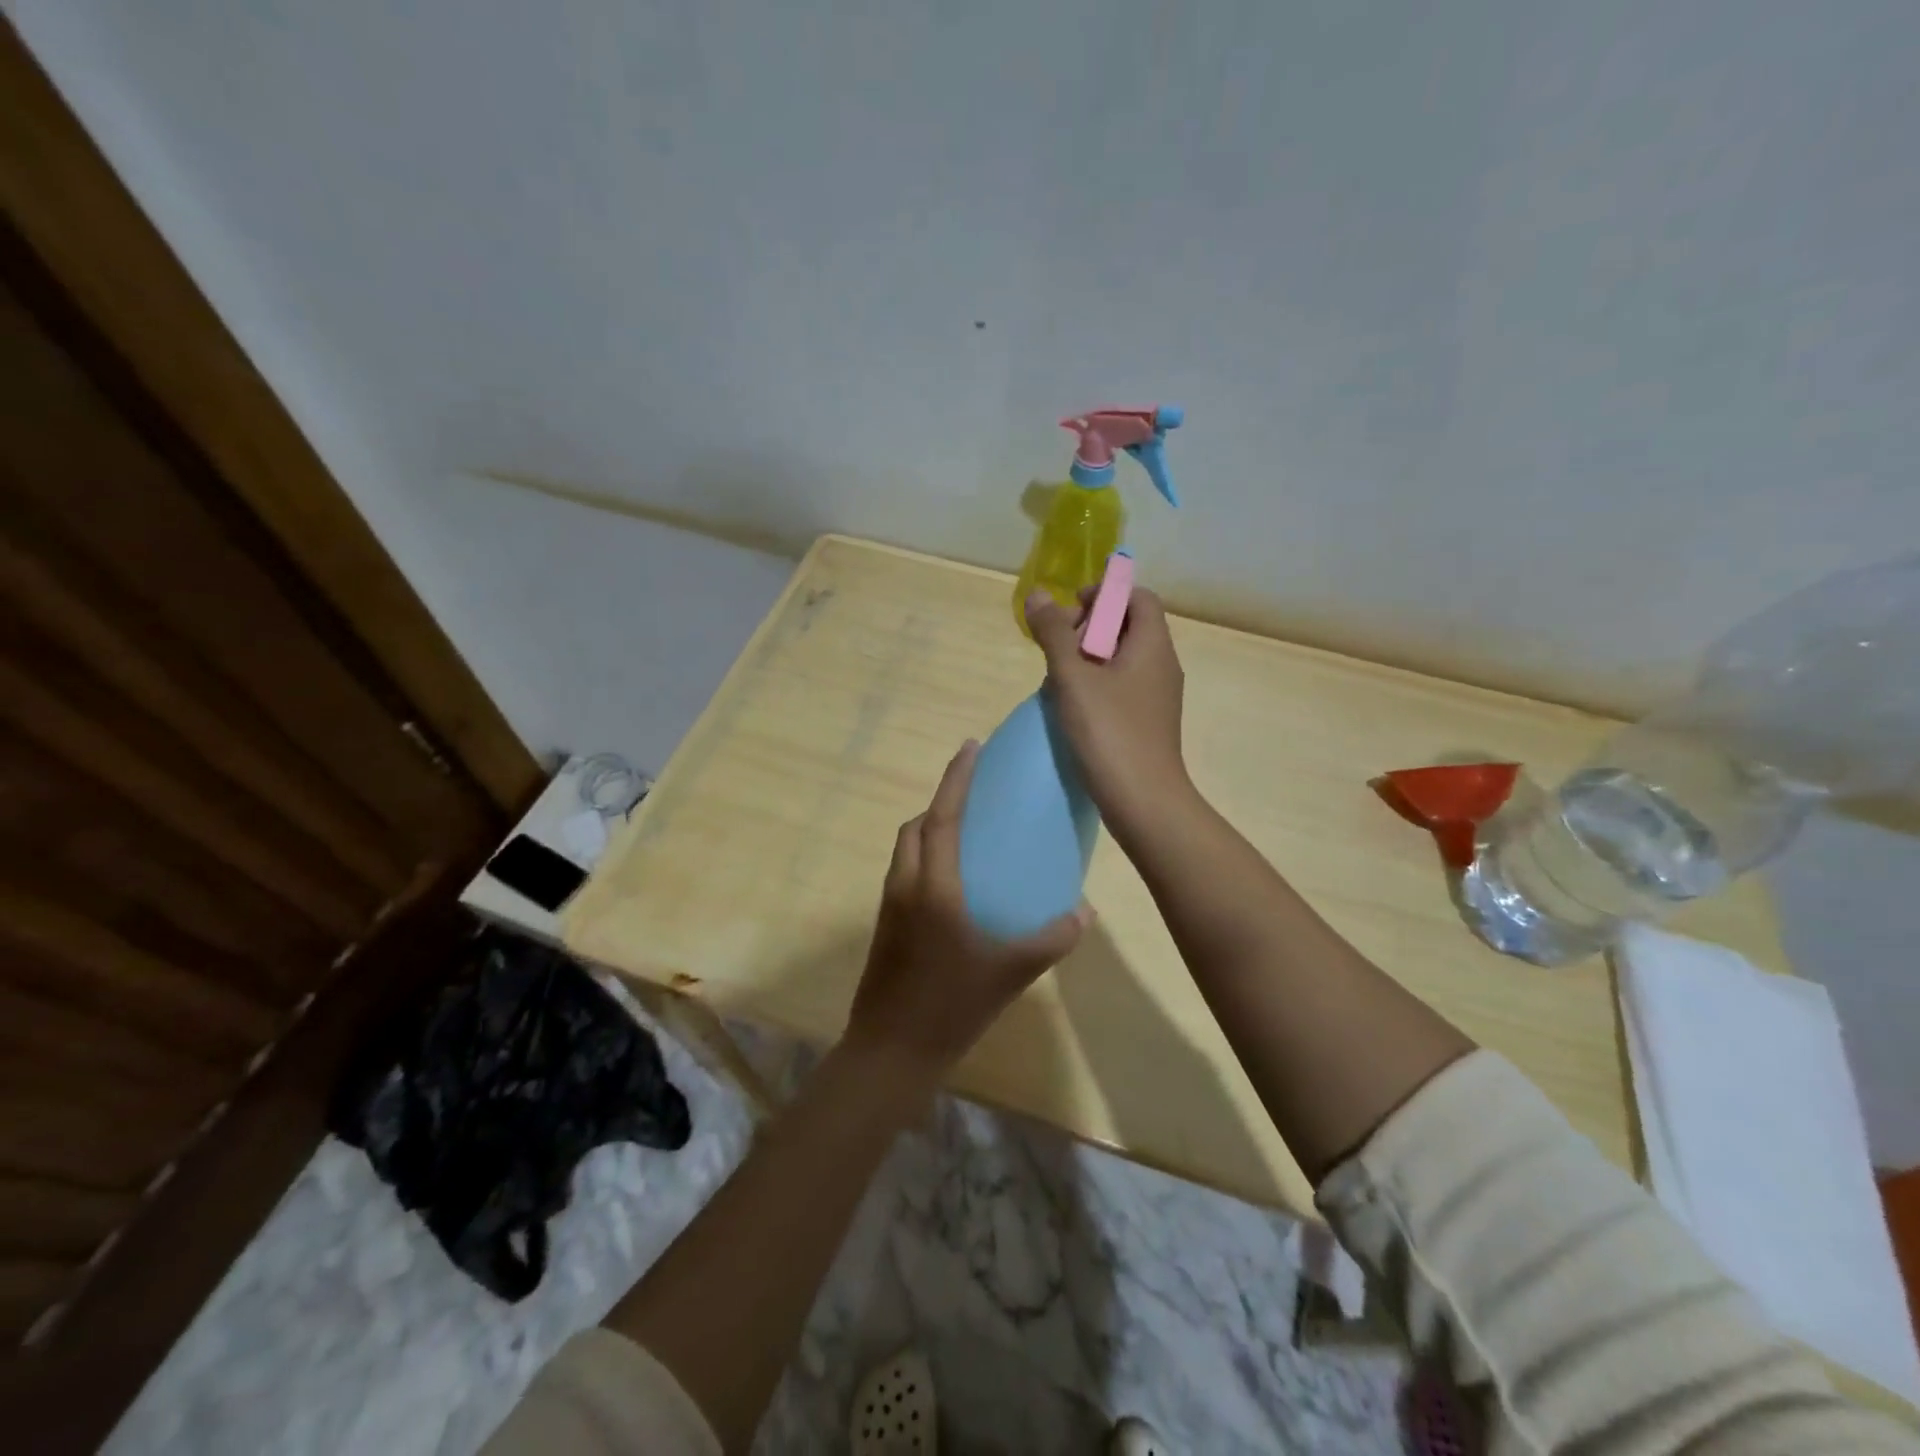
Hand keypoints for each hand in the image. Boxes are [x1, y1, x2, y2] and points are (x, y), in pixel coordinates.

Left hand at [845, 740, 1089, 1070]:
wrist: (892, 1050)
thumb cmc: (951, 1005)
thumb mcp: (1010, 972)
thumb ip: (1051, 939)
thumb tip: (1083, 912)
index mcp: (933, 886)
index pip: (942, 817)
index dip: (956, 778)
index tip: (970, 746)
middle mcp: (906, 886)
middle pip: (916, 827)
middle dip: (940, 802)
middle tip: (972, 796)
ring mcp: (890, 907)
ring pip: (905, 850)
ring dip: (928, 830)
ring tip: (964, 835)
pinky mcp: (885, 928)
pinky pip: (904, 874)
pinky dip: (924, 859)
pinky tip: (953, 886)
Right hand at [1024, 587, 1191, 830]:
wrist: (1143, 801)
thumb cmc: (1109, 732)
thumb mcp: (1073, 677)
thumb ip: (1053, 634)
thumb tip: (1038, 594)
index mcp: (1153, 645)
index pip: (1137, 597)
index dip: (1104, 594)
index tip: (1069, 611)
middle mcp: (1162, 665)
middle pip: (1128, 626)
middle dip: (1089, 627)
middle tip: (1057, 647)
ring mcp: (1157, 696)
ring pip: (1122, 659)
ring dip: (1088, 658)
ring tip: (1057, 679)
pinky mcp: (1147, 722)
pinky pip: (1122, 687)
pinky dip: (1097, 685)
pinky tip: (1072, 708)